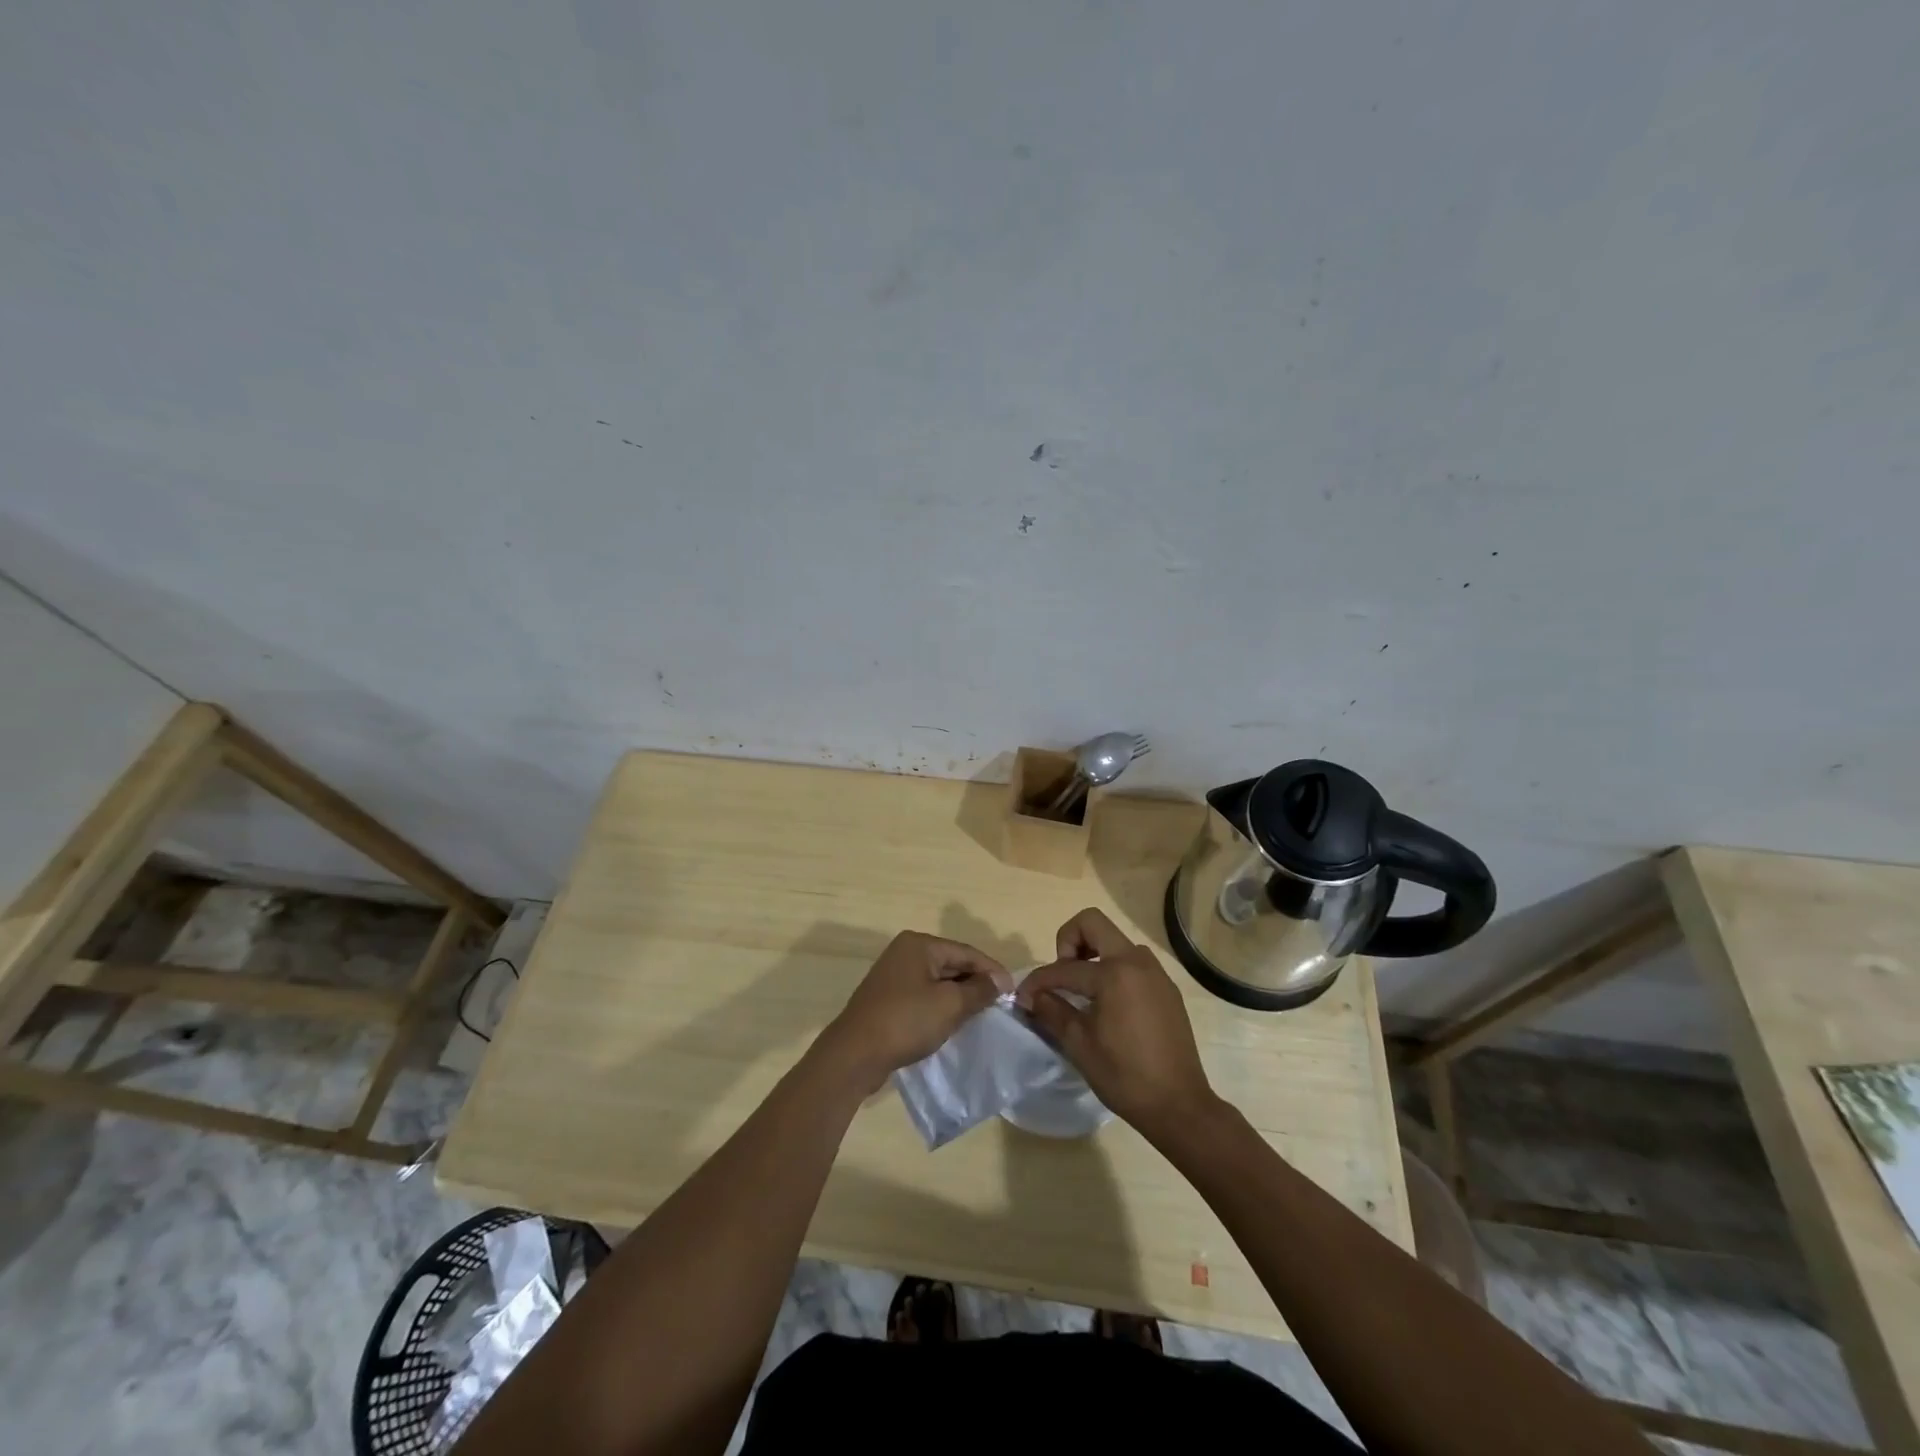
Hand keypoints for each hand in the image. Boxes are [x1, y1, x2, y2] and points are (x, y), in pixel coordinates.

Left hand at [819, 931, 1012, 1091]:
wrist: (855, 1054)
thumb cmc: (906, 1021)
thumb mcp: (950, 1004)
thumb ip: (979, 990)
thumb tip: (1000, 980)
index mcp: (919, 944)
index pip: (966, 951)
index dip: (991, 970)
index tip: (1013, 990)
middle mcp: (905, 952)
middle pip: (951, 964)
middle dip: (975, 982)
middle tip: (1000, 1004)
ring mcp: (893, 975)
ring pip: (938, 981)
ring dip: (959, 996)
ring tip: (982, 1014)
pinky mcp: (888, 999)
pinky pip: (924, 996)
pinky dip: (941, 1006)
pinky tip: (953, 1022)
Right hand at [1016, 908, 1217, 1137]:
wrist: (1179, 1105)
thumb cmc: (1124, 1076)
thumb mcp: (1079, 1044)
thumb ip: (1052, 1011)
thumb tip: (1032, 996)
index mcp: (1114, 973)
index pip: (1064, 967)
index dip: (1038, 981)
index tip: (1024, 997)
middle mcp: (1136, 961)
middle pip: (1092, 923)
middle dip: (1068, 941)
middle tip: (1062, 976)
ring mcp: (1155, 972)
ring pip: (1115, 940)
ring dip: (1092, 953)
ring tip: (1082, 991)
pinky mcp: (1166, 987)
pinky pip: (1132, 962)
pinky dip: (1112, 969)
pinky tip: (1107, 1004)